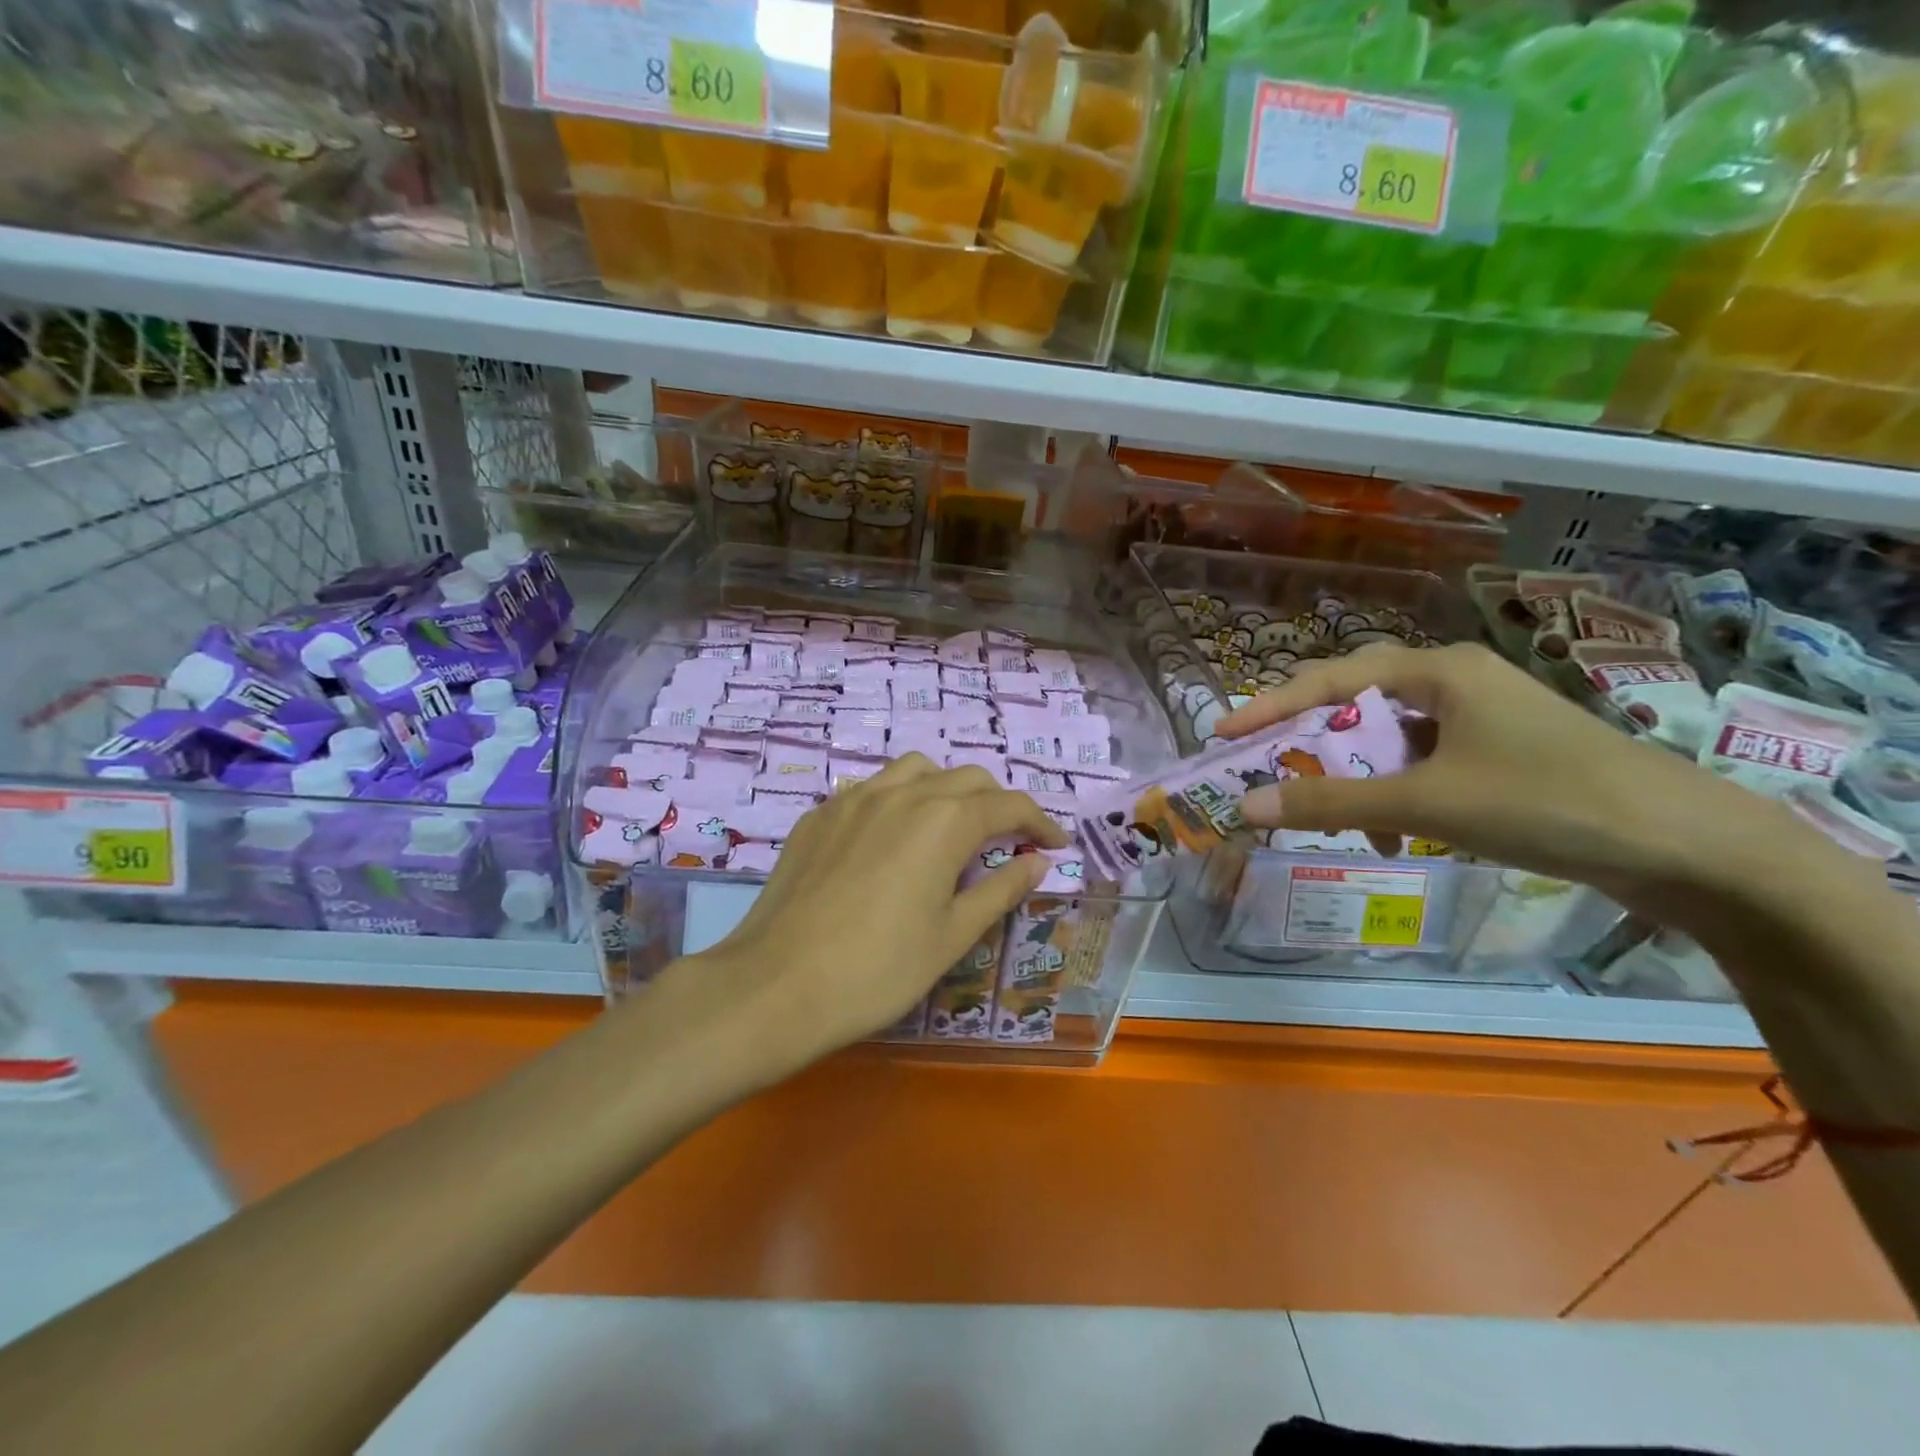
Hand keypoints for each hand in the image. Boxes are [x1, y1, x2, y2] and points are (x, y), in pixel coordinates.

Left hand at [682, 754, 1066, 1071]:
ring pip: (915, 770)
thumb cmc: (878, 970)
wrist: (776, 985)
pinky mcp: (819, 815)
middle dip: (996, 804)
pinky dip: (898, 800)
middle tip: (1007, 842)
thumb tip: (1036, 862)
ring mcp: (853, 798)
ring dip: (945, 789)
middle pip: (966, 778)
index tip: (1054, 846)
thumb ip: (1000, 890)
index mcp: (944, 821)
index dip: (1039, 823)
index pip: (1008, 805)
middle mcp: (902, 793)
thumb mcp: (952, 936)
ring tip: (948, 830)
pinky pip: (871, 789)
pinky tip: (890, 840)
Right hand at [1215, 641, 1824, 920]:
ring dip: (1353, 779)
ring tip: (1334, 820)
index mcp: (1437, 670)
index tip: (1222, 735)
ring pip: (1388, 741)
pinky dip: (1393, 795)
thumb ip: (1330, 804)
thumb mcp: (1425, 803)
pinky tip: (1390, 831)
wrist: (1689, 849)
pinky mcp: (1500, 756)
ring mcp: (1481, 720)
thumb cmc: (1546, 801)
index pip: (1329, 679)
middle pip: (1356, 707)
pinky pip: (1420, 765)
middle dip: (1310, 746)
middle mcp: (1454, 683)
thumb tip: (1244, 807)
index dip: (1269, 707)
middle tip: (1266, 774)